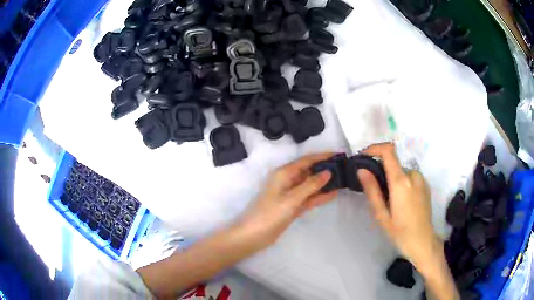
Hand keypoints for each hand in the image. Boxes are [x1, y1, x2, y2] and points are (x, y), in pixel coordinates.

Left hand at [236, 153, 337, 249]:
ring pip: (310, 185)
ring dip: (324, 183)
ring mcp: (290, 195)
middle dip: (325, 169)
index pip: (306, 160)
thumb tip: (328, 172)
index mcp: (284, 174)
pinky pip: (309, 198)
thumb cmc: (270, 214)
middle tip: (344, 168)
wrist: (253, 236)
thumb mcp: (291, 199)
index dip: (322, 156)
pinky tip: (333, 194)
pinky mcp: (293, 206)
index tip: (338, 154)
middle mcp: (287, 181)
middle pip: (309, 171)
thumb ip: (310, 185)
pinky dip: (319, 196)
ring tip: (343, 179)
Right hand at [357, 143, 440, 273]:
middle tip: (375, 192)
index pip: (388, 151)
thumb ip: (372, 190)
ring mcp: (421, 179)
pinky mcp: (425, 185)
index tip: (364, 157)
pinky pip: (410, 177)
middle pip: (393, 163)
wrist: (423, 242)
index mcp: (401, 182)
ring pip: (401, 171)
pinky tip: (401, 202)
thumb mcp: (381, 215)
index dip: (374, 148)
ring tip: (389, 201)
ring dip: (392, 179)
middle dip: (382, 172)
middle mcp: (413, 175)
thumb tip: (362, 170)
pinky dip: (402, 183)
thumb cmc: (400, 232)